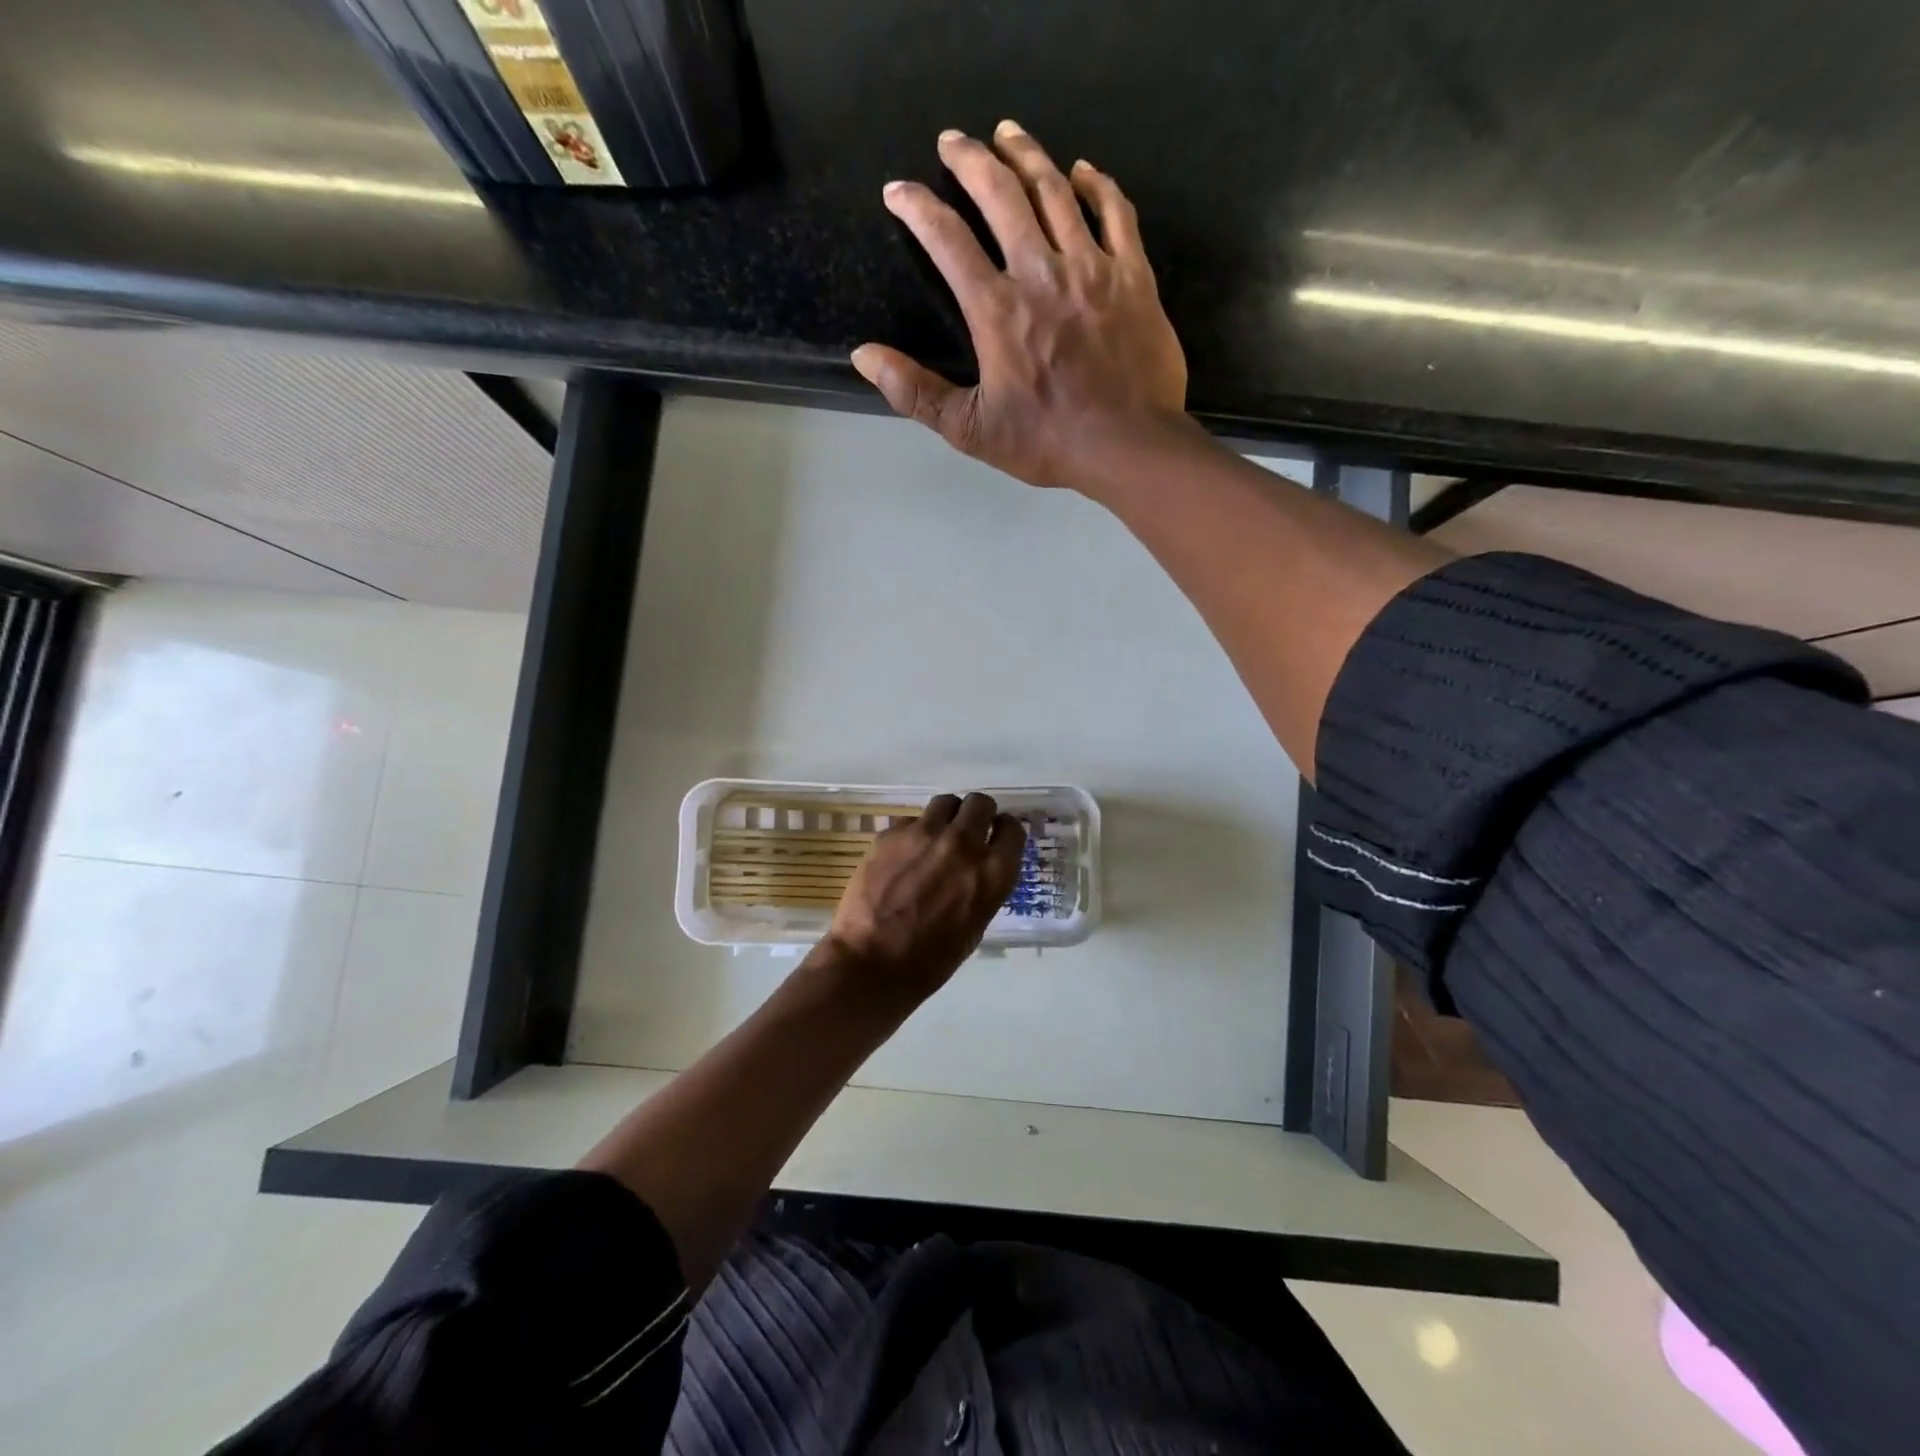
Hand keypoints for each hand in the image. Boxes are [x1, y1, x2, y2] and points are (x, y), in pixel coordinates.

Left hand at [820, 791, 1025, 1003]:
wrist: (872, 963)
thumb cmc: (930, 960)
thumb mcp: (975, 925)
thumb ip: (983, 887)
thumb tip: (977, 871)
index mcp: (993, 872)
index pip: (1012, 829)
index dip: (1004, 830)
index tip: (996, 836)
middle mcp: (964, 843)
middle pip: (981, 803)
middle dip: (978, 814)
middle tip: (967, 831)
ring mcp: (925, 834)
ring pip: (945, 803)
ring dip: (947, 817)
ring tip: (936, 837)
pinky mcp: (891, 834)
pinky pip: (910, 821)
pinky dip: (912, 834)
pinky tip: (902, 857)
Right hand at [852, 121, 1193, 494]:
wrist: (1128, 446)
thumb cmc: (1047, 443)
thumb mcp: (971, 429)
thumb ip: (916, 392)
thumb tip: (865, 355)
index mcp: (997, 310)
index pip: (947, 240)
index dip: (917, 208)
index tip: (898, 191)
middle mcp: (1041, 273)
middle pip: (1001, 194)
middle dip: (970, 159)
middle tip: (952, 141)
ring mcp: (1092, 268)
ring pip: (1056, 191)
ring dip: (1027, 155)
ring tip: (1008, 134)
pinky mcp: (1133, 276)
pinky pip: (1116, 212)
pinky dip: (1097, 184)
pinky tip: (1083, 171)